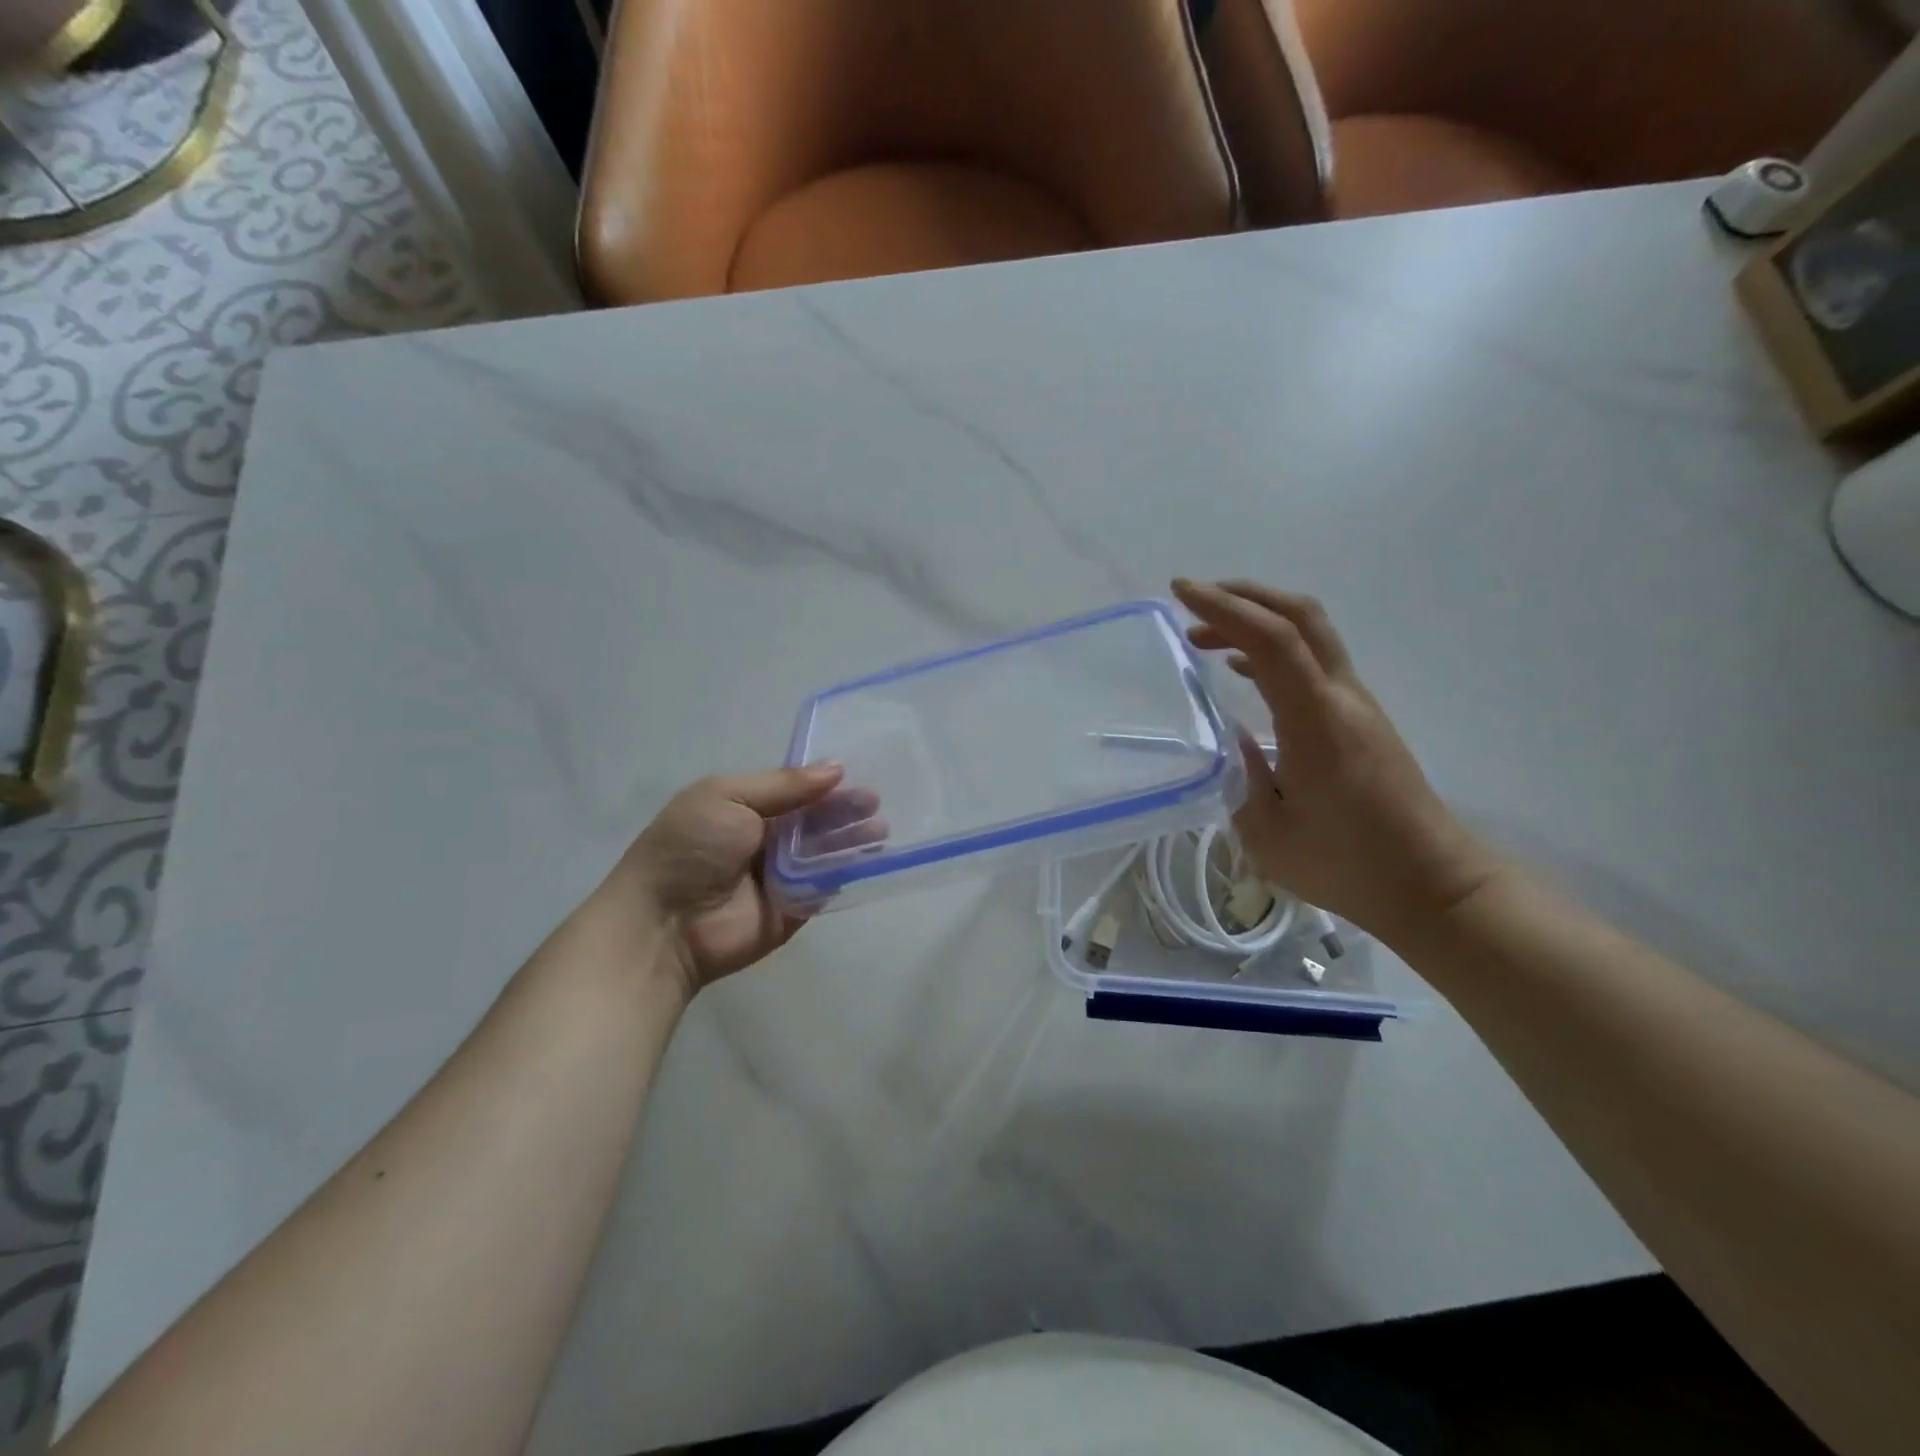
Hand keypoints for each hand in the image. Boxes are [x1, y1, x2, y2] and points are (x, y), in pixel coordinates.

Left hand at [618, 766, 877, 994]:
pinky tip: (873, 859)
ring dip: (852, 839)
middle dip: (845, 810)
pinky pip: (826, 885)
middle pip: (816, 820)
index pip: (796, 790)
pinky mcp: (795, 907)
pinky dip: (848, 872)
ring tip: (881, 830)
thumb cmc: (690, 849)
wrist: (664, 924)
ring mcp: (782, 875)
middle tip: (876, 803)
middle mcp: (767, 838)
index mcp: (747, 807)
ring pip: (826, 851)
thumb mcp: (727, 797)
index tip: (859, 774)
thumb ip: (783, 785)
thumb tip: (836, 767)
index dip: (826, 783)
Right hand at [1172, 579, 1500, 943]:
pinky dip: (1273, 651)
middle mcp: (1342, 698)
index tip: (1180, 592)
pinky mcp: (1362, 719)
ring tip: (1205, 639)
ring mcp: (1358, 705)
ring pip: (1310, 634)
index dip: (1224, 607)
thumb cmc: (1347, 865)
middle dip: (1244, 595)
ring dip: (1257, 622)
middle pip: (1300, 615)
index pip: (1271, 639)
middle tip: (1193, 601)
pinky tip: (1243, 672)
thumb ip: (1240, 777)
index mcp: (1315, 720)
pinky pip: (1314, 663)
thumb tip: (1231, 738)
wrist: (1433, 884)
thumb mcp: (1267, 833)